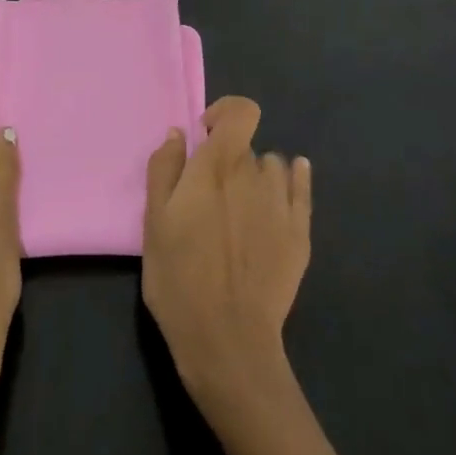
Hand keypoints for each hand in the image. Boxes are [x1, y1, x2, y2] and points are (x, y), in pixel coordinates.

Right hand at [144, 97, 345, 454]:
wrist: (226, 342)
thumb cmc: (179, 277)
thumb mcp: (154, 220)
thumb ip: (165, 168)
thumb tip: (180, 133)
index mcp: (217, 166)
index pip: (241, 112)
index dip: (225, 113)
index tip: (205, 135)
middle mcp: (253, 174)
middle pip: (246, 147)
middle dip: (228, 158)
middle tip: (209, 192)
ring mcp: (281, 205)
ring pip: (271, 168)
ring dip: (256, 174)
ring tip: (240, 204)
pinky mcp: (299, 235)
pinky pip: (301, 191)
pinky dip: (295, 179)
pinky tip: (292, 178)